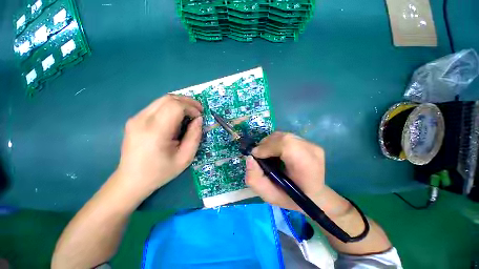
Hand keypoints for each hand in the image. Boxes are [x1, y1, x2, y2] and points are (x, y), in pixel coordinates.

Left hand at [114, 94, 202, 197]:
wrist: (132, 180)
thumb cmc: (161, 171)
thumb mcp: (185, 158)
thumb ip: (195, 136)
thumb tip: (199, 119)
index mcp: (155, 131)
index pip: (175, 106)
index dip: (191, 108)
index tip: (200, 117)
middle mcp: (142, 120)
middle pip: (168, 98)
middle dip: (188, 102)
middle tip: (199, 111)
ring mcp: (136, 118)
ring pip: (162, 100)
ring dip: (180, 103)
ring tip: (190, 113)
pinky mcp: (135, 119)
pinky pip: (157, 106)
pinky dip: (171, 107)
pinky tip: (177, 117)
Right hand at [245, 132, 325, 211]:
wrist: (313, 196)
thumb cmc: (291, 198)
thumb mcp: (268, 195)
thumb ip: (254, 178)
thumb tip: (249, 158)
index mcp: (306, 167)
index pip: (286, 145)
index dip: (268, 147)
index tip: (256, 155)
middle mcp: (312, 151)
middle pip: (283, 137)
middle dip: (266, 144)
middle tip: (259, 155)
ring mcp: (312, 145)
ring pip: (283, 135)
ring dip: (270, 143)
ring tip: (266, 154)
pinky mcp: (309, 143)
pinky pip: (286, 137)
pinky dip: (276, 142)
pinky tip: (275, 152)